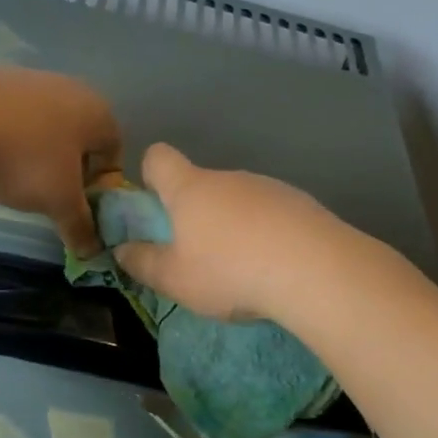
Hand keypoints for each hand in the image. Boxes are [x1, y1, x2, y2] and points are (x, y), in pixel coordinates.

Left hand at [0, 64, 121, 253]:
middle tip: (52, 198)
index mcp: (98, 112)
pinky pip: (15, 118)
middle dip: (71, 171)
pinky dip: (12, 140)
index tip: (81, 208)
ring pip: (47, 127)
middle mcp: (71, 88)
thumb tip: (93, 250)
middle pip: (81, 138)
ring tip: (18, 180)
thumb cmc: (25, 159)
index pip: (115, 152)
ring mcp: (31, 80)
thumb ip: (81, 226)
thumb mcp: (59, 202)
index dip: (102, 186)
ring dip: (39, 155)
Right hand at [111, 143, 345, 320]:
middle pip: (200, 184)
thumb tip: (121, 250)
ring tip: (242, 268)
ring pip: (238, 200)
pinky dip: (266, 233)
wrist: (315, 270)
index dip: (149, 174)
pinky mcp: (301, 203)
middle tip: (196, 256)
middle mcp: (228, 178)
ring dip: (233, 225)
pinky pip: (271, 213)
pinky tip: (275, 266)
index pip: (159, 157)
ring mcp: (268, 187)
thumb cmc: (229, 271)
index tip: (153, 205)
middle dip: (194, 213)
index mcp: (189, 189)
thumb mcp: (174, 279)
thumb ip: (143, 263)